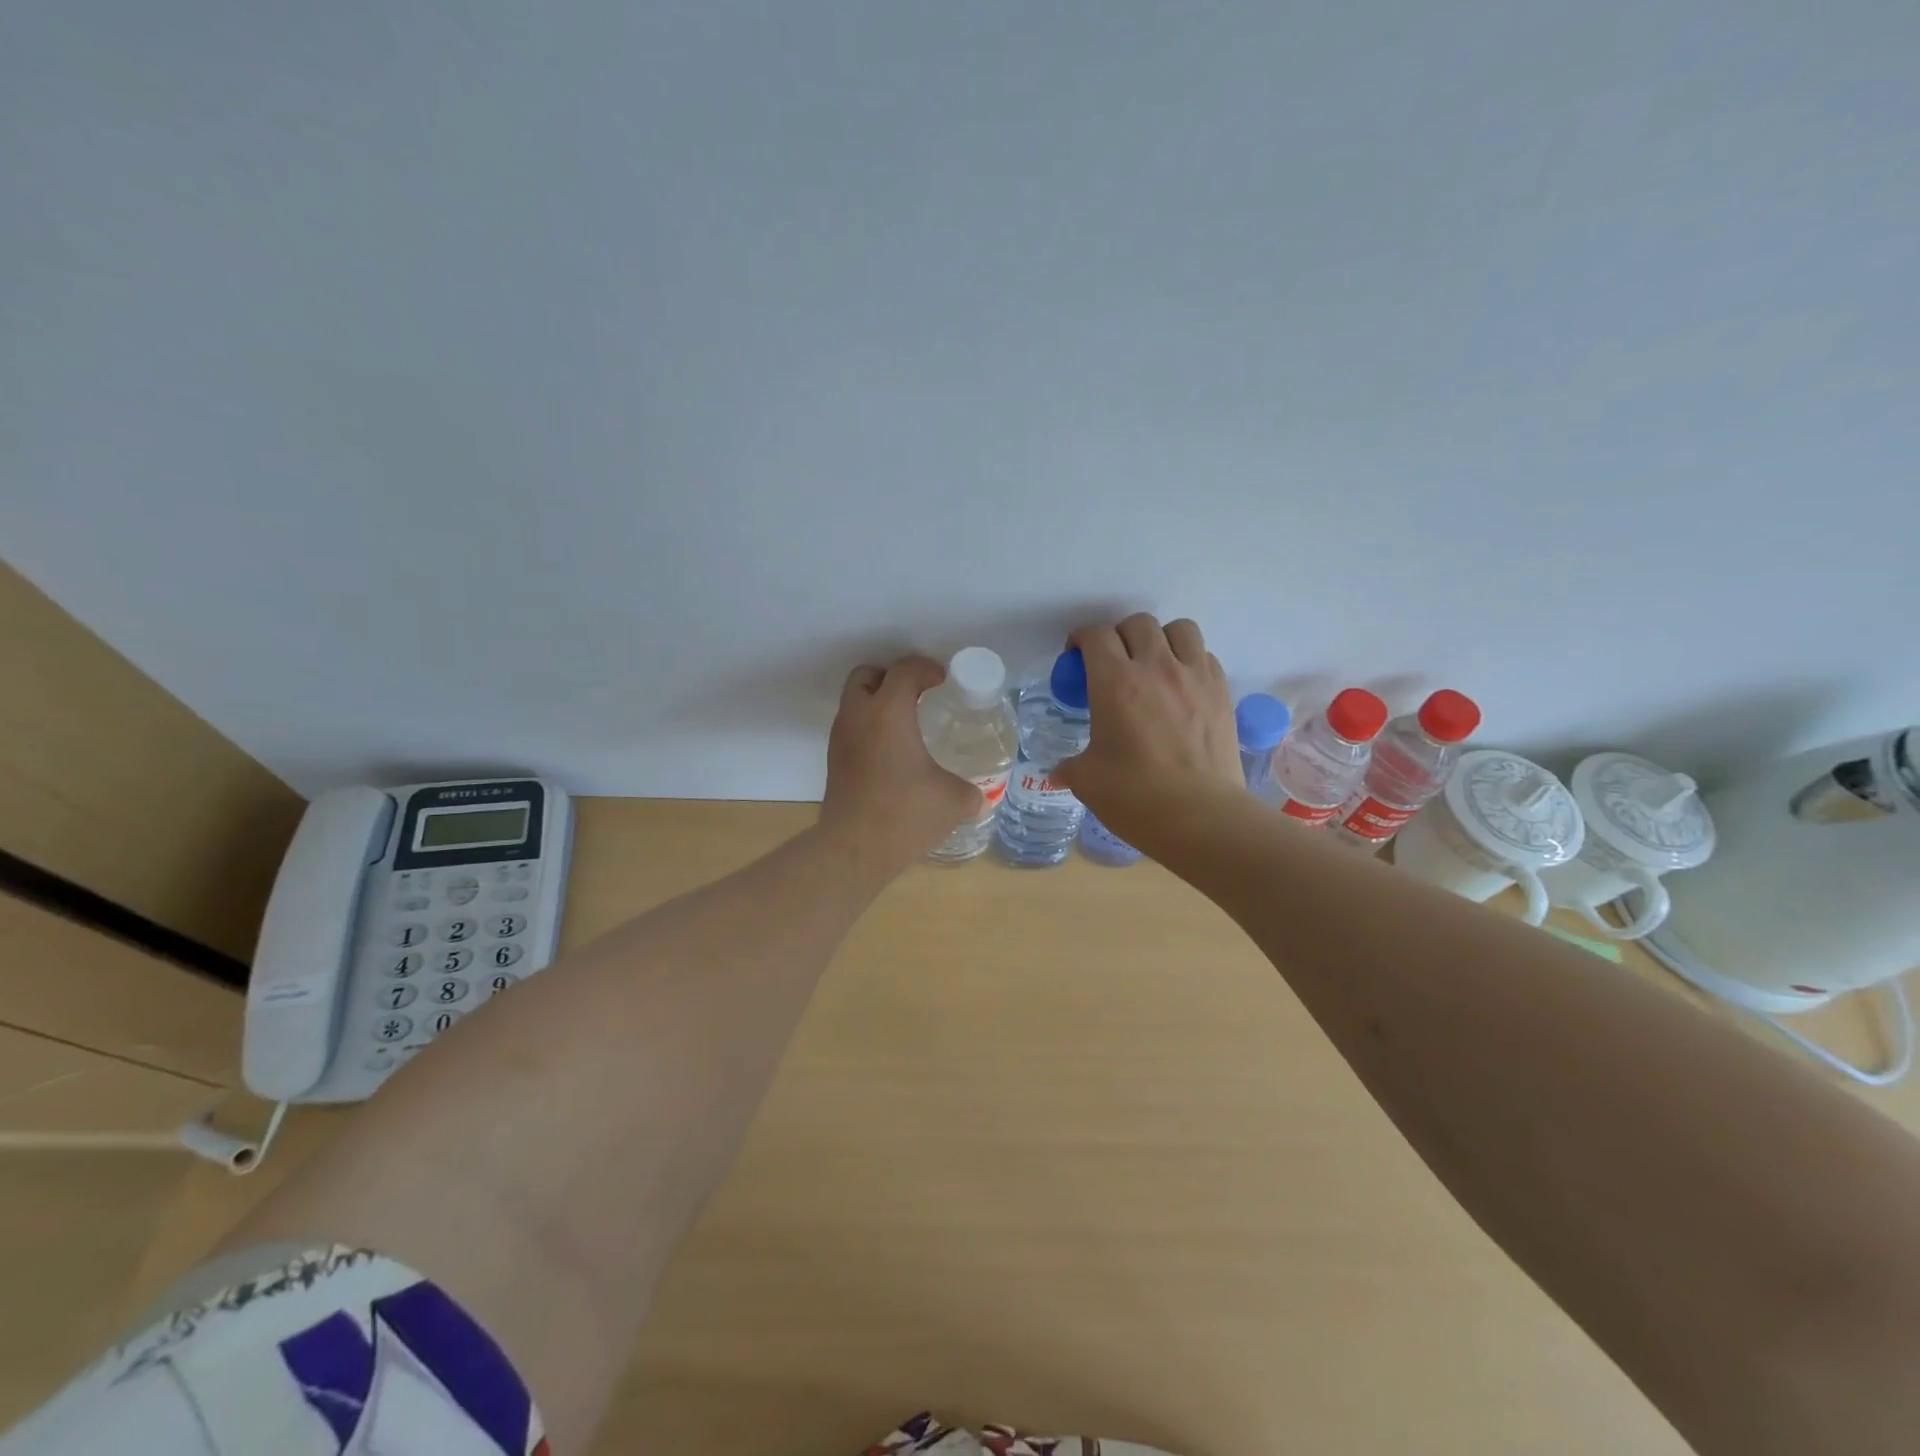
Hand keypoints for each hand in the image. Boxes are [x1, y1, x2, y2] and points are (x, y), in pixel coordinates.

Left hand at [820, 655, 982, 868]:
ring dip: (877, 702)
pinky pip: (851, 728)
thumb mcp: (955, 801)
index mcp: (889, 712)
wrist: (854, 849)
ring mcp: (841, 738)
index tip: (943, 682)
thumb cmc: (906, 814)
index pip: (904, 670)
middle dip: (892, 677)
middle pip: (867, 675)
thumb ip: (971, 791)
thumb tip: (978, 795)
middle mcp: (859, 716)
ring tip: (907, 725)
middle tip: (918, 696)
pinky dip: (869, 728)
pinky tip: (892, 754)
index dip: (926, 669)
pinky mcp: (834, 761)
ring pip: (854, 701)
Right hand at [1054, 614, 1243, 844]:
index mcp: (1115, 683)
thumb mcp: (1088, 781)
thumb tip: (1057, 773)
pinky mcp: (1222, 692)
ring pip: (1179, 629)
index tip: (1076, 658)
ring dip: (1161, 639)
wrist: (1203, 818)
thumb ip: (1070, 767)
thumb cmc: (1136, 798)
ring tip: (1153, 664)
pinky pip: (1204, 656)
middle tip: (1112, 663)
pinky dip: (1189, 661)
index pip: (1095, 636)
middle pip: (1137, 623)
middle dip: (1119, 636)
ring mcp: (1194, 676)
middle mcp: (1156, 668)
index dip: (1081, 640)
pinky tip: (1181, 687)